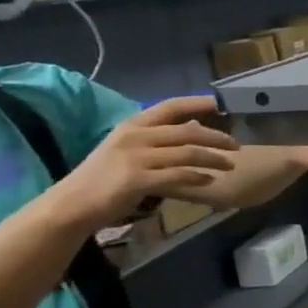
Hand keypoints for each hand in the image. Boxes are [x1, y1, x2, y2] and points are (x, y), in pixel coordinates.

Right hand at [53, 96, 238, 229]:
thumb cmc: (103, 176)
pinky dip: (198, 177)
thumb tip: (193, 126)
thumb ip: (157, 138)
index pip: (170, 106)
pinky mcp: (138, 179)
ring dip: (214, 159)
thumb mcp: (127, 148)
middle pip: (188, 132)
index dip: (198, 103)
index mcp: (132, 126)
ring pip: (189, 153)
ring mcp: (136, 158)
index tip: (221, 104)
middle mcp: (135, 137)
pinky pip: (178, 175)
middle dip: (217, 138)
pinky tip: (210, 180)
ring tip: (230, 164)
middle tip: (236, 146)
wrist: (71, 204)